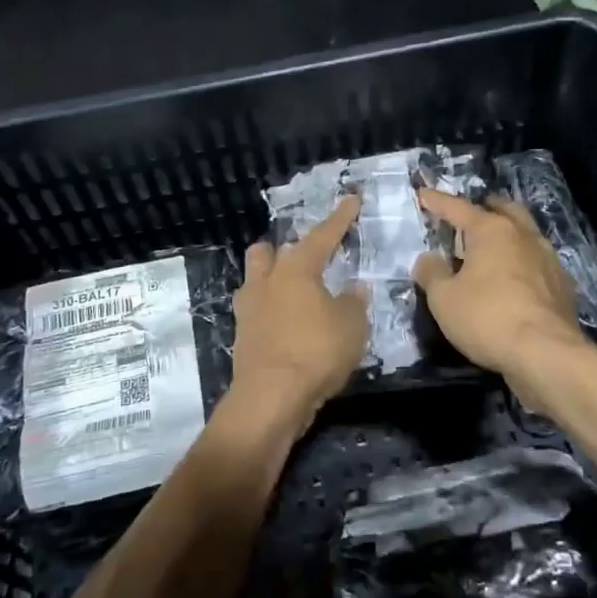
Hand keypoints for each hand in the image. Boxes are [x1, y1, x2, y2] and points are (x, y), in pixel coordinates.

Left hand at [226, 196, 367, 436]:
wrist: (270, 398)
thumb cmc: (316, 352)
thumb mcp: (352, 326)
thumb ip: (354, 302)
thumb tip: (354, 288)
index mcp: (296, 269)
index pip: (322, 235)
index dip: (340, 218)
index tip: (351, 199)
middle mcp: (267, 281)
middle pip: (269, 251)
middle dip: (286, 249)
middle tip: (309, 259)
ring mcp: (249, 309)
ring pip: (256, 279)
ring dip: (272, 278)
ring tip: (296, 291)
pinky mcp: (242, 336)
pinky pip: (256, 310)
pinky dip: (271, 310)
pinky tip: (288, 323)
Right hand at [413, 188, 584, 399]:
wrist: (546, 353)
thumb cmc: (487, 317)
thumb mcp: (444, 298)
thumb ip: (432, 273)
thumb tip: (427, 258)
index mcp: (492, 230)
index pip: (458, 208)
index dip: (437, 202)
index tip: (423, 194)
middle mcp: (523, 235)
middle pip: (503, 210)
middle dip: (485, 208)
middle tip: (469, 217)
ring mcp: (548, 259)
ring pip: (526, 234)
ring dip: (508, 236)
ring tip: (492, 249)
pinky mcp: (563, 285)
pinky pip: (538, 263)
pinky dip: (522, 263)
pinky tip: (515, 280)